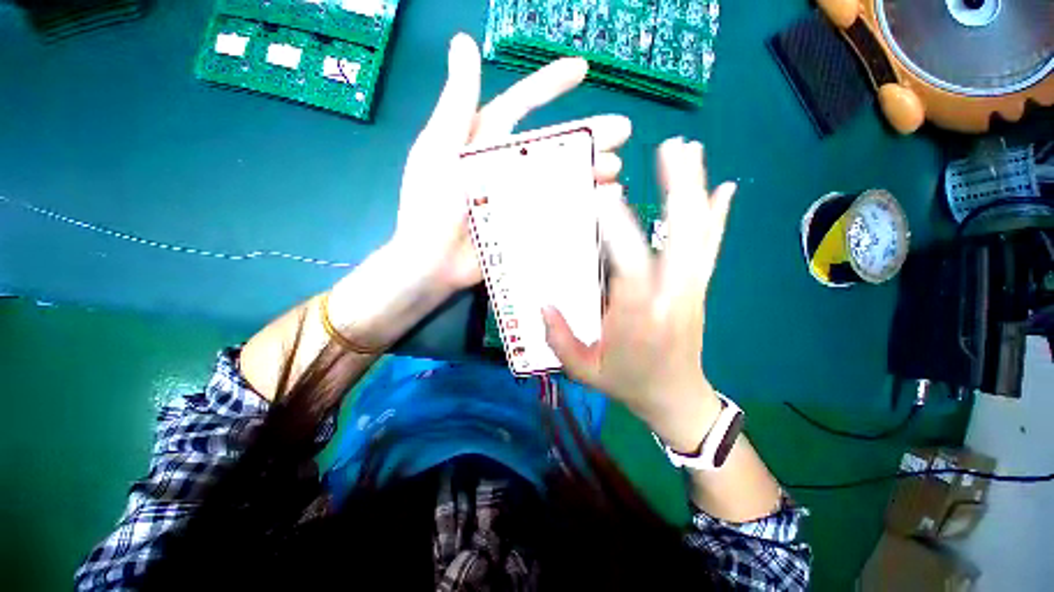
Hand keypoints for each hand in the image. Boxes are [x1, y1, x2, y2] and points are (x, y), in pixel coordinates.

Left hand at [388, 33, 629, 296]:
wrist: (433, 262)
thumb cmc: (431, 205)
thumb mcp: (439, 150)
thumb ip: (457, 103)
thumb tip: (463, 42)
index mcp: (485, 144)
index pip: (521, 106)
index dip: (549, 86)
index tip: (582, 70)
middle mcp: (507, 167)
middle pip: (552, 146)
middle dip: (587, 136)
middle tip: (622, 132)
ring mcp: (520, 198)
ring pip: (561, 179)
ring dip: (589, 172)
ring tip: (615, 171)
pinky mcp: (526, 225)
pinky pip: (558, 211)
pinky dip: (581, 205)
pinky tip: (602, 201)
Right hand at [543, 138, 736, 451]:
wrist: (676, 397)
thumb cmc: (628, 383)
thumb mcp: (584, 369)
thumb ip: (560, 337)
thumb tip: (542, 302)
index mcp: (639, 316)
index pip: (629, 265)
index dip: (617, 229)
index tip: (603, 194)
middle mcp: (672, 295)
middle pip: (681, 237)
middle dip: (678, 190)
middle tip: (670, 147)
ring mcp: (692, 288)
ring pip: (698, 233)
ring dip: (695, 190)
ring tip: (690, 150)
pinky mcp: (699, 286)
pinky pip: (711, 247)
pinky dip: (718, 216)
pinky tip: (726, 187)